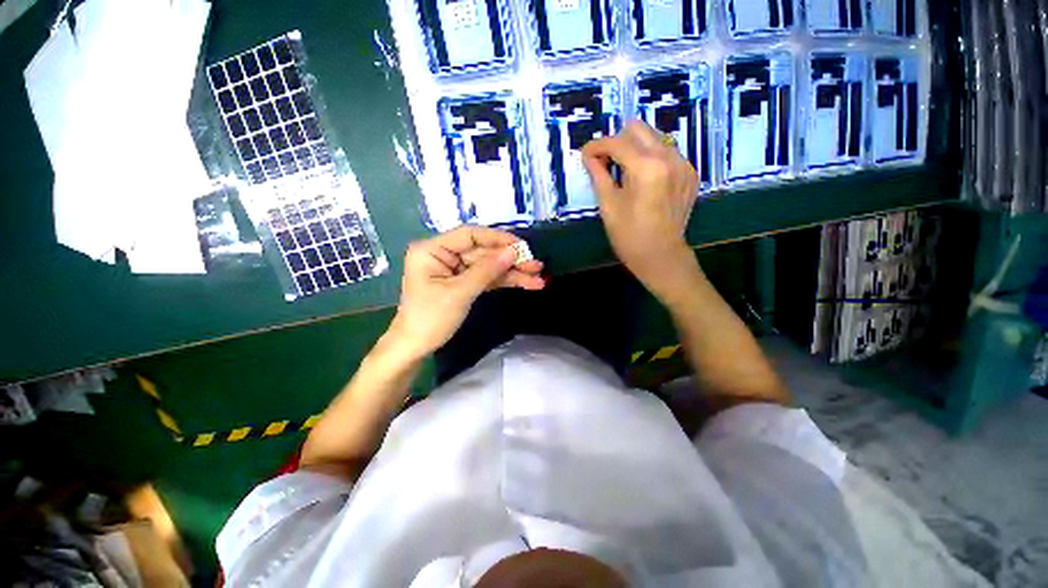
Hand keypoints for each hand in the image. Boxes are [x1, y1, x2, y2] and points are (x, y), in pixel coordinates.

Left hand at [387, 225, 543, 358]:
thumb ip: (487, 270)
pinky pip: (486, 278)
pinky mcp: (463, 283)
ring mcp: (455, 269)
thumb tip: (513, 252)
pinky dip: (505, 281)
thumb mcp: (460, 293)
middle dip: (510, 260)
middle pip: (483, 252)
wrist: (416, 348)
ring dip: (513, 273)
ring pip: (488, 266)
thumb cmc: (430, 319)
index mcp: (433, 249)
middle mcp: (444, 255)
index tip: (522, 246)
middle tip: (537, 265)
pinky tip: (525, 283)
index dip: (498, 239)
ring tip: (538, 279)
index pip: (470, 235)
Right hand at [582, 121, 699, 301]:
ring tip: (624, 170)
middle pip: (639, 129)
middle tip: (605, 161)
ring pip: (655, 138)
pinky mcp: (690, 174)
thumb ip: (598, 174)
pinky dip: (652, 159)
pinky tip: (644, 179)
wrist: (661, 256)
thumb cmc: (629, 236)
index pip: (617, 142)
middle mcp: (669, 158)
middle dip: (618, 141)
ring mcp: (684, 164)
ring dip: (635, 148)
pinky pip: (667, 153)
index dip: (597, 145)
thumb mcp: (608, 205)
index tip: (585, 154)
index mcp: (646, 167)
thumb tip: (589, 156)